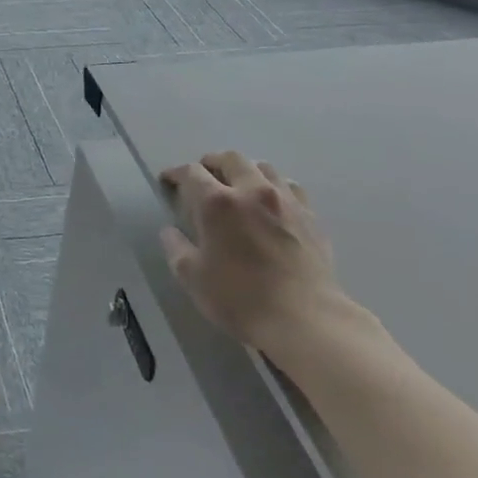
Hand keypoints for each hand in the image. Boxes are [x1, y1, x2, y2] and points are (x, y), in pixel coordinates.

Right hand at [159, 151, 366, 360]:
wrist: (304, 319)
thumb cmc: (239, 298)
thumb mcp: (192, 276)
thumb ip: (176, 248)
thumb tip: (169, 231)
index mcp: (217, 203)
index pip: (191, 173)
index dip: (175, 173)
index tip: (168, 181)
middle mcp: (252, 191)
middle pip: (230, 159)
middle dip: (211, 163)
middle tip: (202, 177)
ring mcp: (285, 201)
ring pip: (263, 167)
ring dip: (245, 170)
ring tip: (238, 186)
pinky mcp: (310, 216)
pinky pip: (290, 186)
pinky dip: (274, 186)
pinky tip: (271, 203)